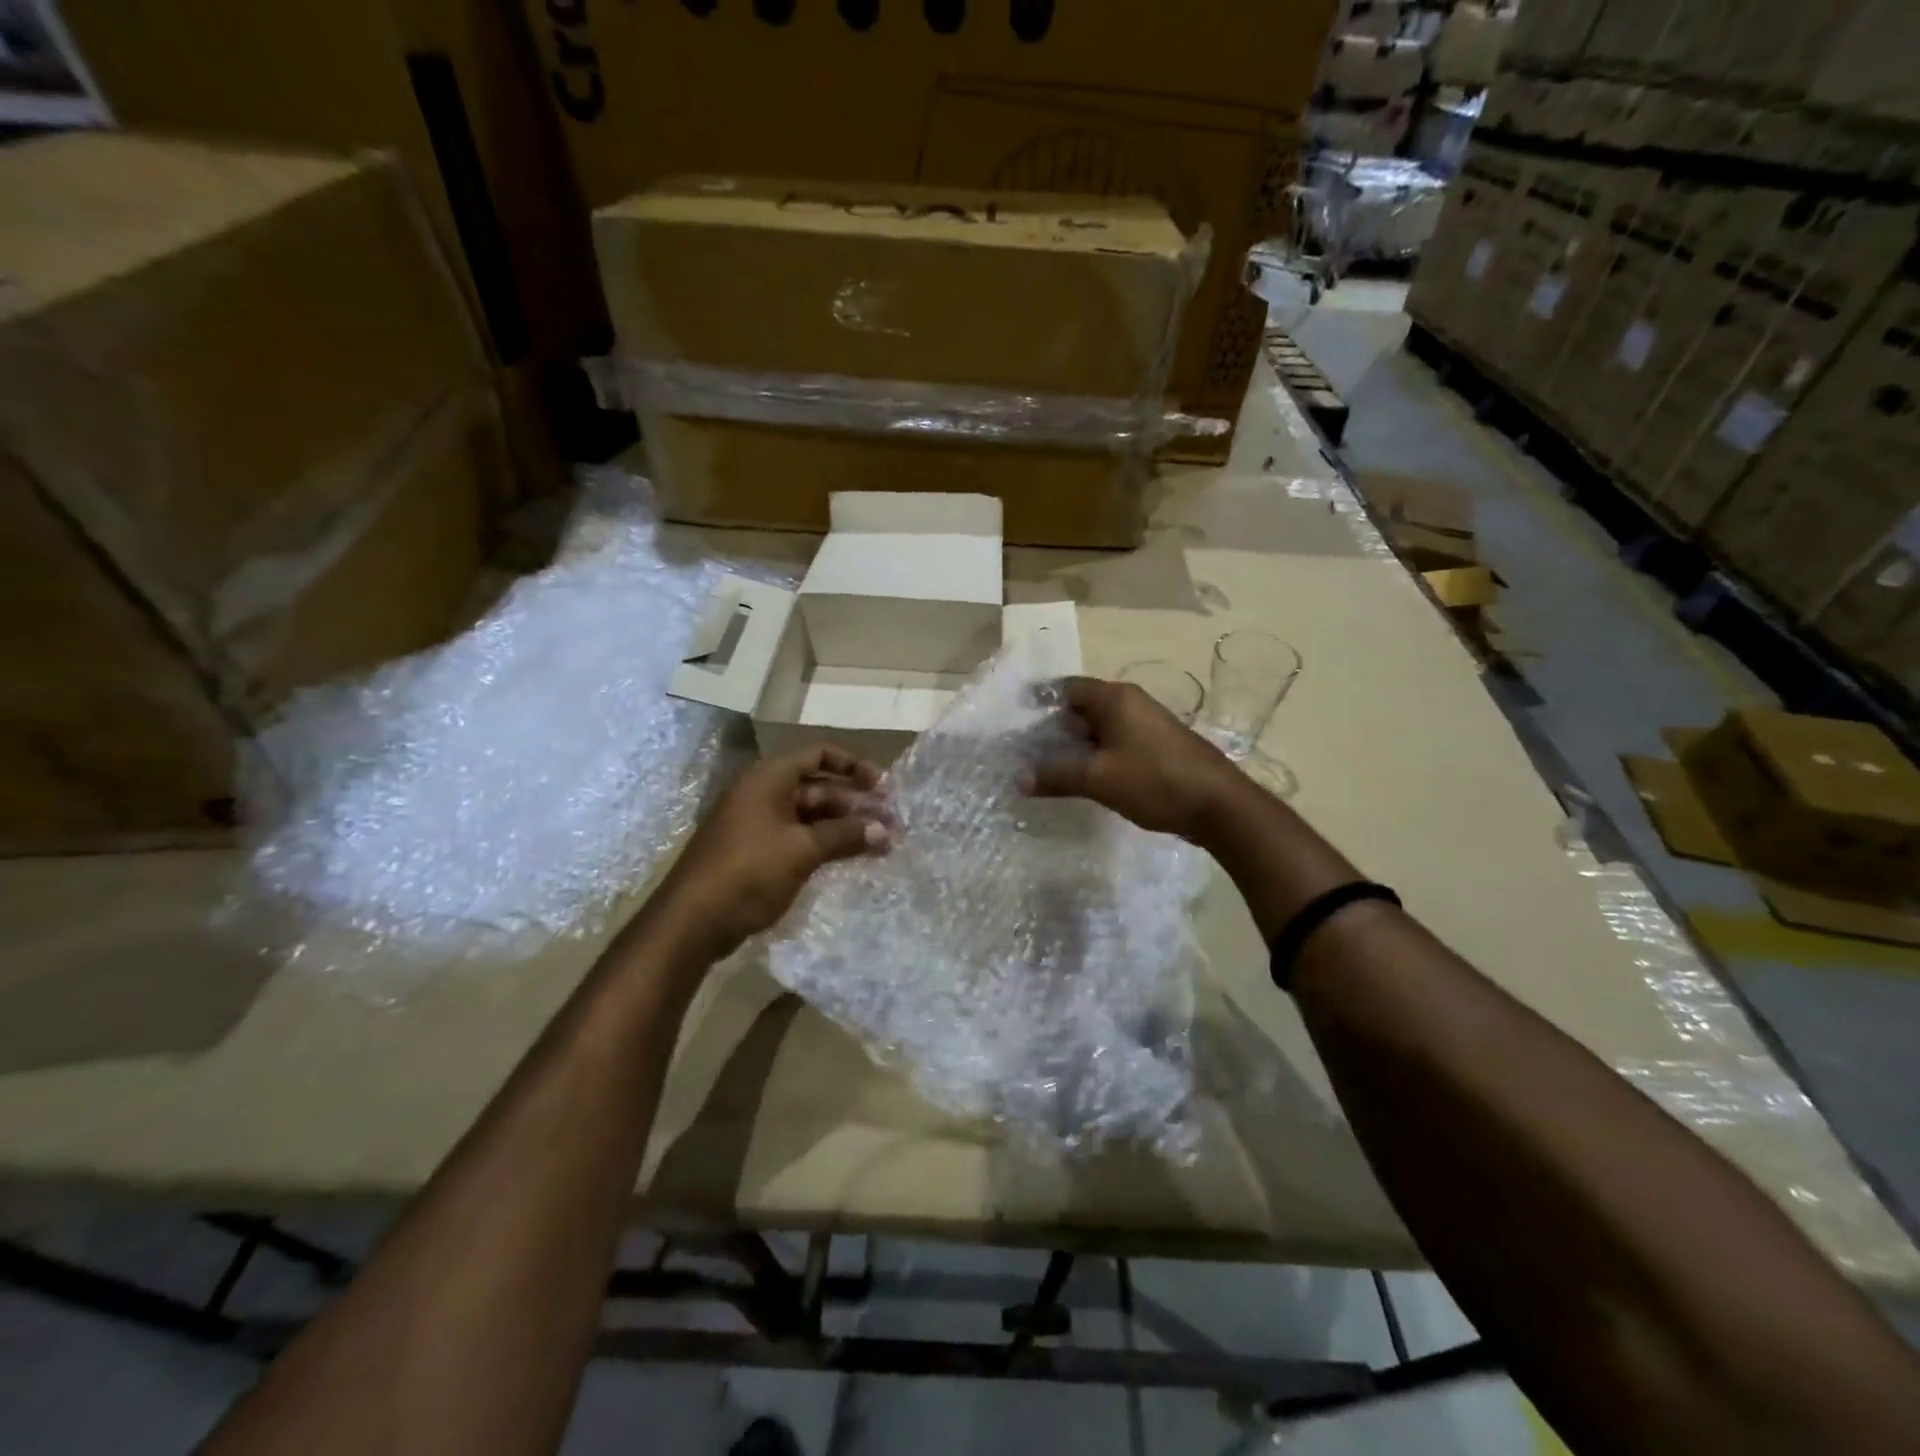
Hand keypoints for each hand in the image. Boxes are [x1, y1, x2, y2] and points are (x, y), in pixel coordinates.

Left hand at [656, 745, 891, 960]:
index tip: (882, 786)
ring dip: (844, 826)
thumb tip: (884, 831)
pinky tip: (851, 857)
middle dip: (855, 803)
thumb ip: (845, 835)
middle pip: (818, 787)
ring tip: (880, 843)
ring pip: (811, 815)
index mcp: (769, 778)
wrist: (693, 921)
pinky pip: (800, 837)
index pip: (818, 755)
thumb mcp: (802, 850)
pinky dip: (826, 843)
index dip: (853, 766)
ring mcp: (759, 824)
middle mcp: (764, 793)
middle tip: (890, 822)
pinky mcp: (759, 852)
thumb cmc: (748, 871)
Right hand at [1024, 677, 1236, 840]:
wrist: (1219, 805)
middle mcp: (1132, 703)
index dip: (1041, 701)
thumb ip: (1057, 775)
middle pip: (1084, 706)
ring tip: (1052, 766)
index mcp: (1116, 698)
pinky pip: (1118, 742)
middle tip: (1029, 749)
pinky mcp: (1159, 746)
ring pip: (1102, 726)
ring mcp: (1148, 724)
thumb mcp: (1098, 779)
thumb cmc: (1154, 781)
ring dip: (1078, 744)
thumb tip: (1019, 779)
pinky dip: (1099, 754)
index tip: (1019, 719)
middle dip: (1056, 726)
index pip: (1067, 687)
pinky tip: (1088, 777)